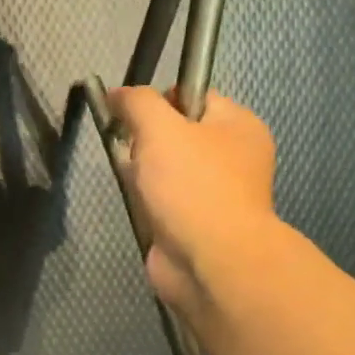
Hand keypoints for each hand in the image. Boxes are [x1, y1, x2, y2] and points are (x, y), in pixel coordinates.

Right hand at [106, 85, 278, 318]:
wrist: (209, 261)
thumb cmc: (191, 185)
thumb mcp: (159, 128)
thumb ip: (136, 102)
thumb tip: (117, 94)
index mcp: (238, 125)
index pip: (193, 95)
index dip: (158, 101)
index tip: (132, 118)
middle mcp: (233, 156)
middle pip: (176, 133)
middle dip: (146, 141)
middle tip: (133, 154)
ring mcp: (216, 192)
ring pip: (166, 168)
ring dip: (143, 173)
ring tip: (135, 184)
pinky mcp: (197, 222)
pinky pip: (164, 199)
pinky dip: (148, 201)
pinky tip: (140, 206)